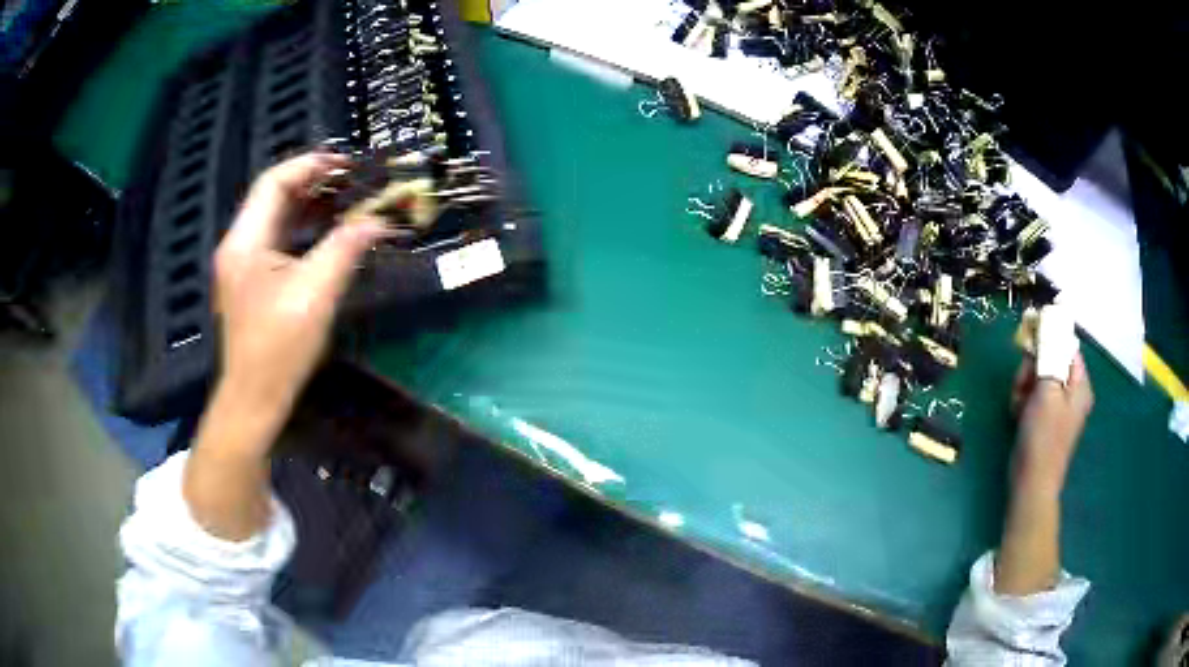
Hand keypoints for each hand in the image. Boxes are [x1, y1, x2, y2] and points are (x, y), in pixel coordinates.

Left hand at [213, 152, 387, 427]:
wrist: (254, 398)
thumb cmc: (279, 347)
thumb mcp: (316, 293)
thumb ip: (345, 248)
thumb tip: (377, 221)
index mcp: (245, 241)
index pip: (273, 183)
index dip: (310, 166)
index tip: (346, 164)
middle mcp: (238, 245)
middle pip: (273, 196)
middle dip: (312, 182)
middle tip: (352, 180)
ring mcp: (242, 264)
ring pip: (275, 217)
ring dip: (309, 205)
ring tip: (345, 200)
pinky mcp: (250, 282)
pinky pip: (276, 240)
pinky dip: (302, 229)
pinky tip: (326, 231)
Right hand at [1009, 353, 1094, 497]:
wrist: (1031, 482)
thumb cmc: (1043, 436)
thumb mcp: (1047, 391)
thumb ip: (1049, 355)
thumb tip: (1050, 321)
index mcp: (1080, 384)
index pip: (1066, 347)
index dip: (1047, 341)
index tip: (1028, 345)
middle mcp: (1072, 392)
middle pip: (1050, 361)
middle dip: (1032, 368)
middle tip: (1021, 383)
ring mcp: (1058, 407)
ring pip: (1038, 378)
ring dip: (1023, 385)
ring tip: (1018, 403)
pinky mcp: (1044, 418)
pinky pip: (1033, 396)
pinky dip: (1023, 400)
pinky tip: (1017, 413)